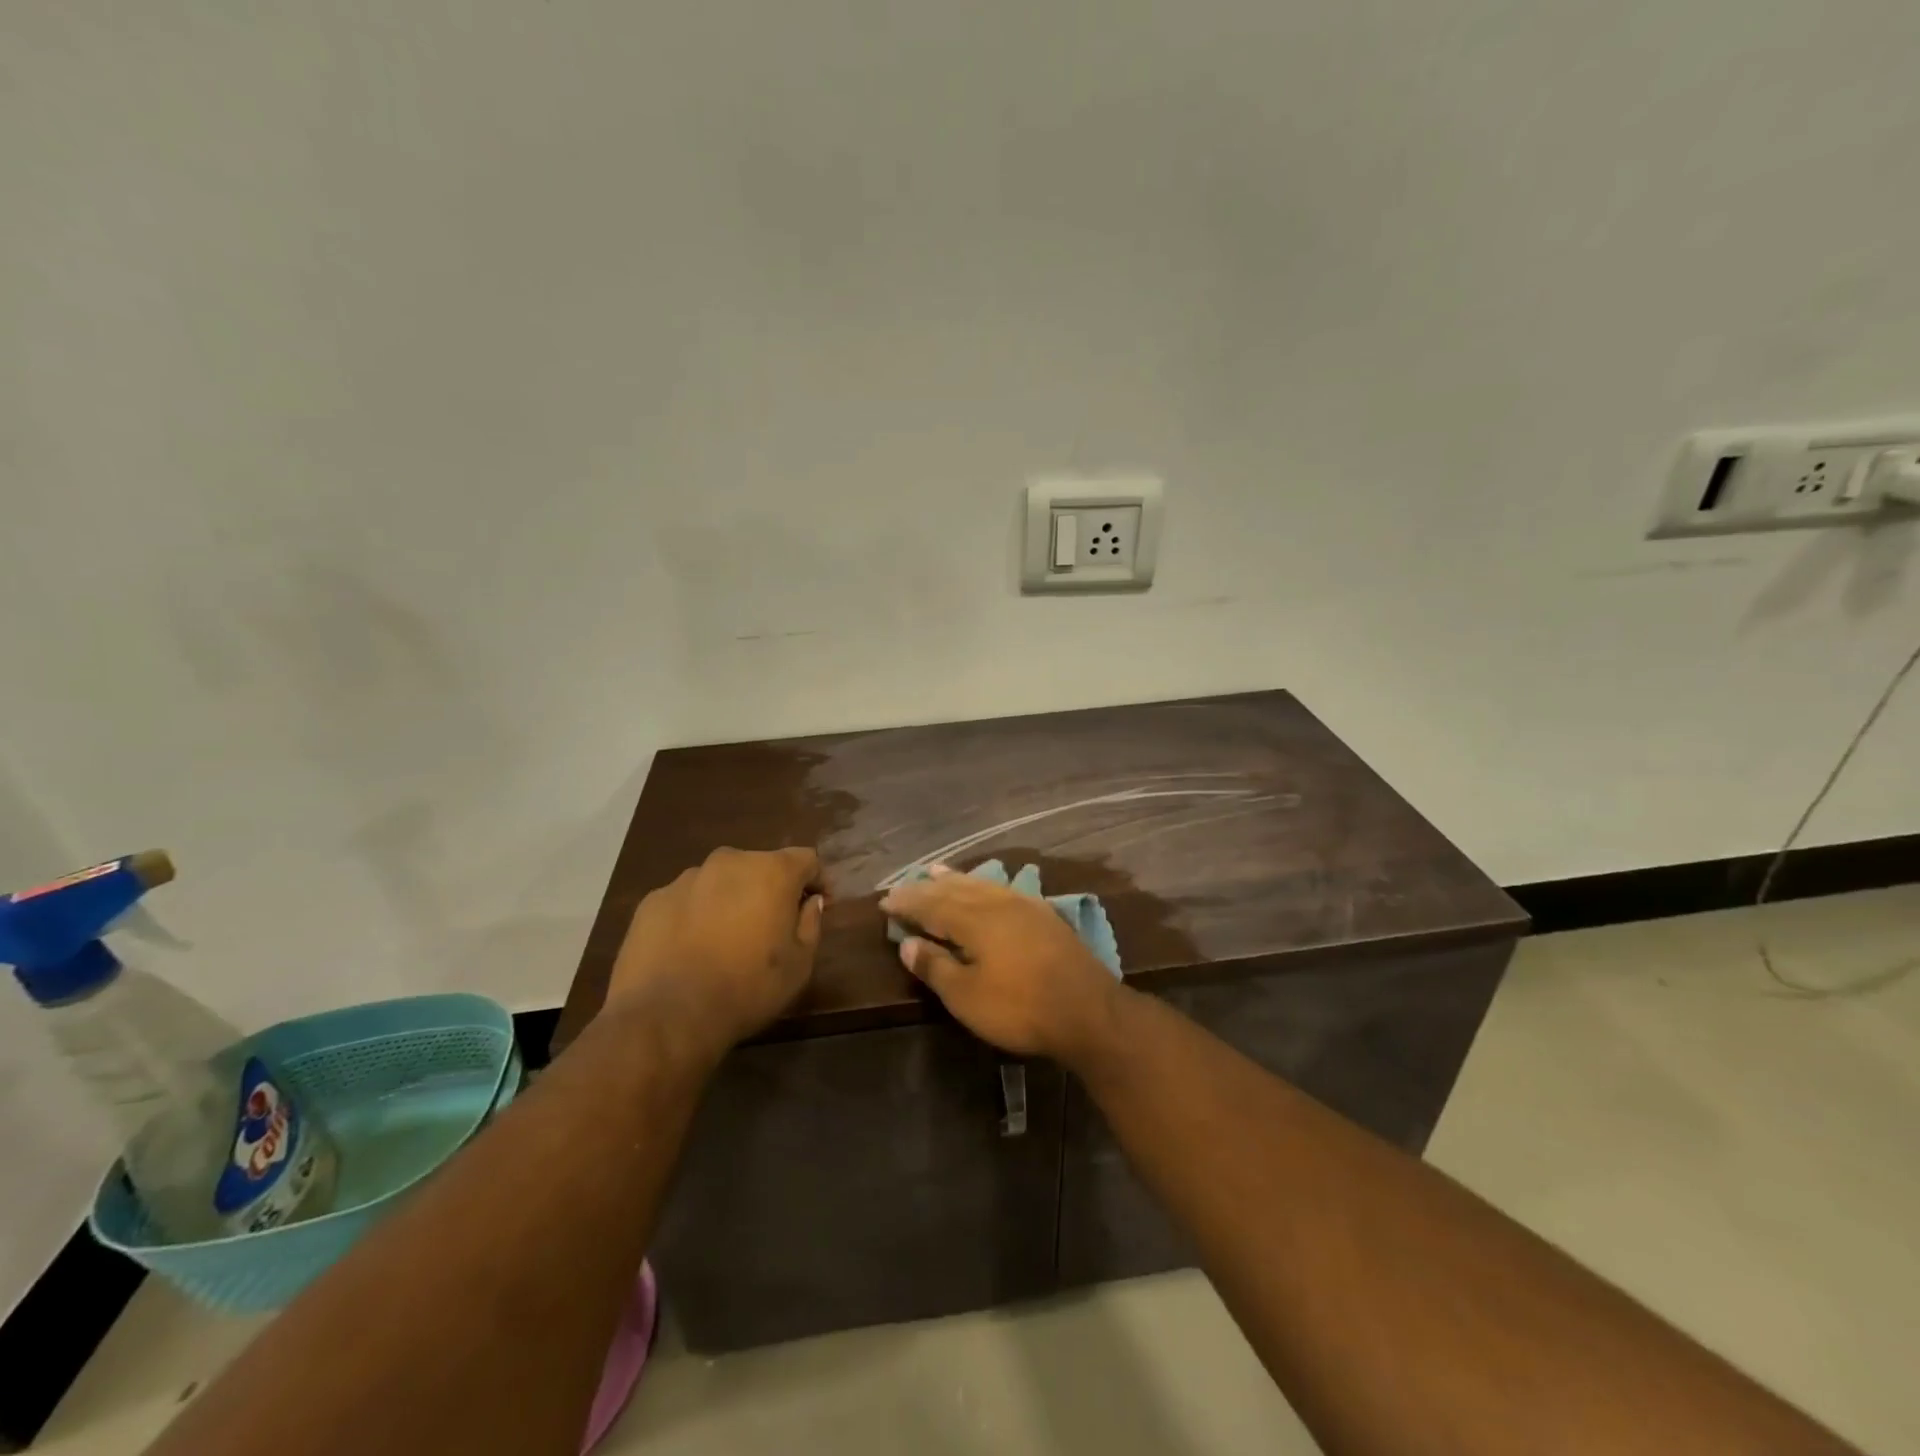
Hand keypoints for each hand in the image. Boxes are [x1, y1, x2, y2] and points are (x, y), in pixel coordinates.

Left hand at [608, 846, 824, 1050]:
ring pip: (721, 881)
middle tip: (771, 925)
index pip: (806, 859)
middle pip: (760, 865)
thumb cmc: (748, 988)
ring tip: (726, 939)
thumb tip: (809, 902)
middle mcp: (729, 862)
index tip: (818, 904)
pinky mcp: (653, 900)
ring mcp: (686, 879)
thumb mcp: (799, 964)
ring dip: (731, 899)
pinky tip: (691, 948)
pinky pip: (686, 900)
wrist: (668, 1015)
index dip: (816, 880)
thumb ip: (810, 924)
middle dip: (770, 889)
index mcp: (771, 871)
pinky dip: (695, 915)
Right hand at [879, 866, 1121, 1060]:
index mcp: (974, 920)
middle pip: (955, 889)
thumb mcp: (967, 997)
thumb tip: (908, 943)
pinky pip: (1004, 890)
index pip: (931, 905)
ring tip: (938, 871)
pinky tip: (988, 888)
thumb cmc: (1020, 1008)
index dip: (907, 902)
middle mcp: (997, 903)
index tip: (884, 901)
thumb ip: (935, 967)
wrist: (1088, 1010)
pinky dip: (986, 886)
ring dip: (956, 879)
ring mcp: (1024, 906)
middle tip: (905, 884)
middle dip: (927, 887)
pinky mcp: (1044, 915)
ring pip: (982, 884)